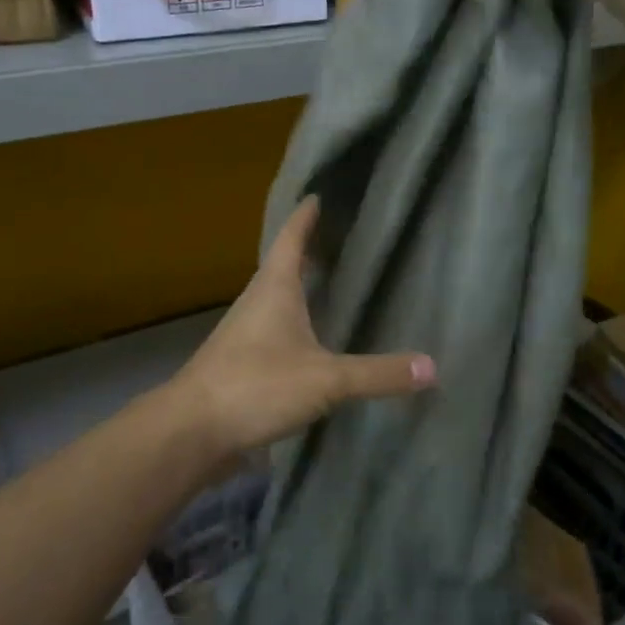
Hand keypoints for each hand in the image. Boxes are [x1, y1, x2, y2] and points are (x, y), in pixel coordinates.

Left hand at [168, 197, 435, 479]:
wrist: (191, 431)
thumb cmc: (256, 386)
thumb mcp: (326, 379)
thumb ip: (378, 374)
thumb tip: (432, 367)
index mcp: (274, 288)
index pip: (292, 238)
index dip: (306, 216)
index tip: (317, 194)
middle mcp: (257, 302)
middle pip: (283, 265)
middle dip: (308, 250)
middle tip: (338, 238)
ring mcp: (245, 333)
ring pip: (277, 299)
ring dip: (300, 288)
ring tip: (330, 284)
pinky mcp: (241, 363)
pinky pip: (274, 331)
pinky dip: (295, 324)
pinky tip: (312, 341)